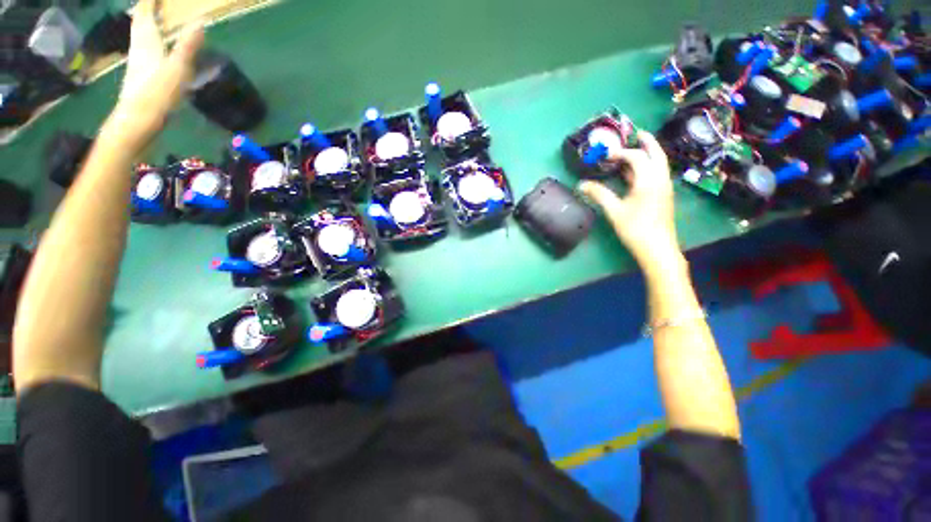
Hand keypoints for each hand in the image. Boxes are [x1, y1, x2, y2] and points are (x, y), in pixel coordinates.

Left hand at [105, 0, 203, 146]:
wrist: (130, 135)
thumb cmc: (151, 98)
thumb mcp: (176, 68)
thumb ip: (188, 45)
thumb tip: (200, 21)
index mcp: (147, 42)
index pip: (145, 14)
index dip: (148, 2)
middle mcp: (138, 51)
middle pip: (139, 25)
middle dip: (143, 11)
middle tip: (146, 3)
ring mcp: (135, 68)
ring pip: (138, 39)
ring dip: (142, 26)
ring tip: (148, 18)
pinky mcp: (135, 84)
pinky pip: (141, 54)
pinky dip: (145, 44)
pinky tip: (150, 48)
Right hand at [579, 131, 680, 268]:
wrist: (659, 251)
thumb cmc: (638, 231)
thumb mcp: (616, 212)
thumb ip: (600, 195)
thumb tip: (582, 185)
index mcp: (648, 179)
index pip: (635, 156)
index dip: (621, 153)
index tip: (608, 156)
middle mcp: (660, 179)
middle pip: (656, 153)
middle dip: (647, 141)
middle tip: (638, 133)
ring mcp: (665, 187)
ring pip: (660, 163)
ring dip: (651, 153)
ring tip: (640, 147)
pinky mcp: (666, 196)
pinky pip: (660, 172)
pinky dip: (652, 165)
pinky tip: (639, 172)